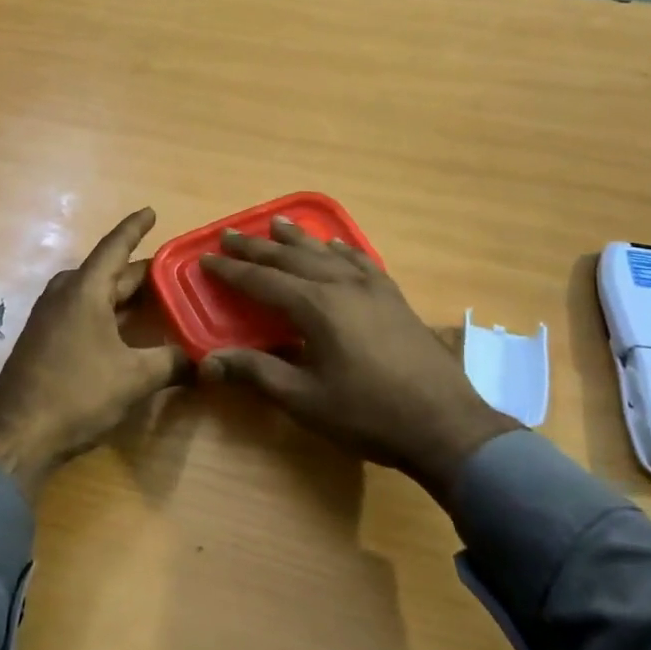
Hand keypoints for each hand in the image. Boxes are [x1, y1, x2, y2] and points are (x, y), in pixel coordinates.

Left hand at [0, 208, 187, 501]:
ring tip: (153, 297)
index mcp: (84, 290)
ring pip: (93, 294)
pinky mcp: (43, 342)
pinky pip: (81, 313)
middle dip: (139, 271)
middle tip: (172, 270)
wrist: (16, 435)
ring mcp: (48, 319)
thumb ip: (172, 363)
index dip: (135, 228)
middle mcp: (64, 295)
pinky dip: (106, 313)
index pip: (114, 247)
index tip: (151, 211)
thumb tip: (202, 362)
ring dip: (121, 294)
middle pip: (107, 272)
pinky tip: (123, 330)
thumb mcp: (135, 378)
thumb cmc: (77, 393)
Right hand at [198, 217, 518, 506]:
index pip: (262, 281)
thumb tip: (208, 362)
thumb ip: (256, 373)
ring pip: (327, 253)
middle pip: (291, 258)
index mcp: (316, 308)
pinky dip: (341, 250)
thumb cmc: (368, 415)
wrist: (445, 425)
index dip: (231, 270)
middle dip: (257, 247)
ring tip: (277, 224)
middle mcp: (342, 286)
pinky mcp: (394, 298)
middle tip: (230, 235)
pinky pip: (361, 262)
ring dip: (298, 239)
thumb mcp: (304, 400)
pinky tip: (336, 246)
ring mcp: (373, 289)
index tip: (205, 258)